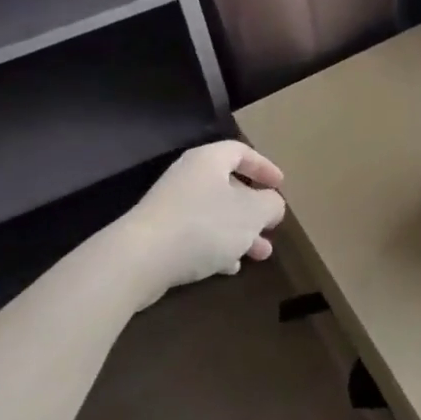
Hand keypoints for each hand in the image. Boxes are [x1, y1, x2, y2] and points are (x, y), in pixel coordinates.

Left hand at [121, 140, 286, 296]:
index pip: (240, 152)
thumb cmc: (204, 225)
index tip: (280, 184)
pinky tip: (230, 268)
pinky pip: (196, 235)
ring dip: (240, 233)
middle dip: (254, 209)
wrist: (141, 259)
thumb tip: (272, 203)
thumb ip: (270, 204)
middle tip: (272, 226)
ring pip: (215, 215)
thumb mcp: (252, 213)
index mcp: (208, 161)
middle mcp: (188, 178)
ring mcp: (171, 207)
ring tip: (261, 255)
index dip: (263, 166)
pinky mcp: (160, 235)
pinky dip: (217, 248)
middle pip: (228, 187)